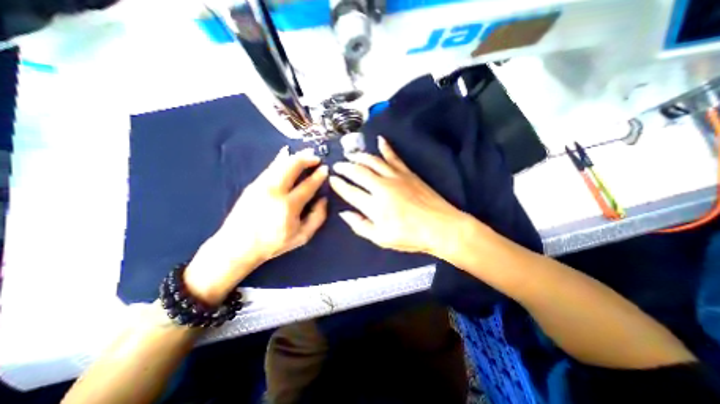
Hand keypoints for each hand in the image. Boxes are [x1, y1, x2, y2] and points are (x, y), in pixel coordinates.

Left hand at [184, 148, 328, 303]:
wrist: (237, 246)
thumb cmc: (273, 244)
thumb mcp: (302, 237)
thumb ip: (317, 217)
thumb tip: (324, 199)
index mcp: (288, 206)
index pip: (308, 185)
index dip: (319, 175)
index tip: (325, 169)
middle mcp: (274, 191)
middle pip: (292, 166)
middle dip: (306, 158)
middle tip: (316, 157)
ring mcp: (261, 185)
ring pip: (280, 163)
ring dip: (295, 157)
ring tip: (305, 154)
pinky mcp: (253, 184)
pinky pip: (271, 167)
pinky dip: (282, 160)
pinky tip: (287, 156)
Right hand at [330, 136, 466, 254]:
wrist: (441, 227)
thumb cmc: (410, 236)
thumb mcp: (381, 238)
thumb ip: (360, 226)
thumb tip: (344, 213)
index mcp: (374, 205)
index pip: (350, 191)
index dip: (339, 184)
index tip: (332, 179)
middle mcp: (382, 186)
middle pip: (358, 172)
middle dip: (345, 167)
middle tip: (337, 165)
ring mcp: (396, 177)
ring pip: (373, 161)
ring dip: (359, 156)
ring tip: (351, 155)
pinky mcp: (408, 173)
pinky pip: (394, 157)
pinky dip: (386, 148)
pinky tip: (380, 140)